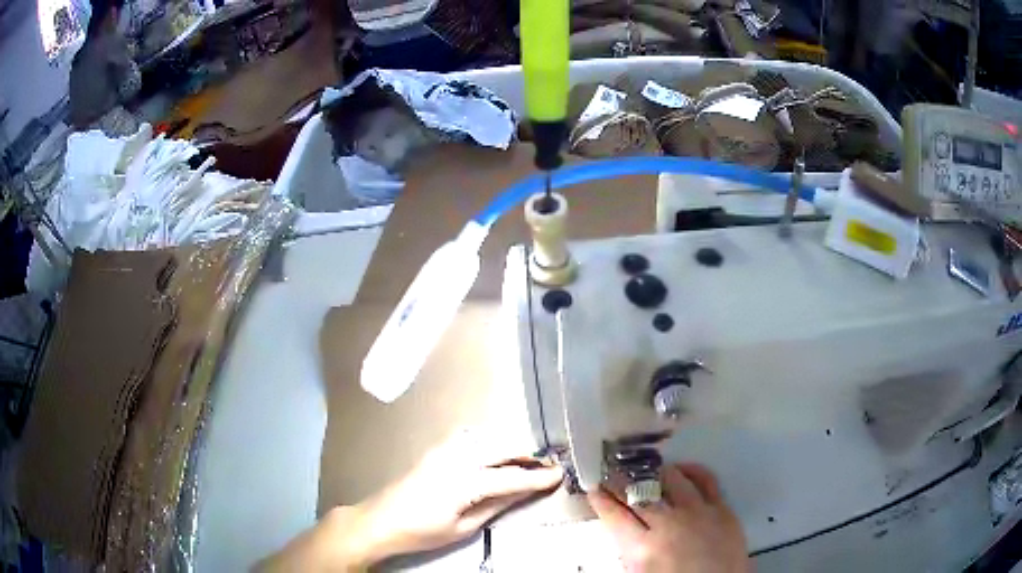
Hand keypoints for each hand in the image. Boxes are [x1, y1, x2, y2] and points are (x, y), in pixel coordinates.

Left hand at [258, 430, 563, 570]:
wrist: (380, 520)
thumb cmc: (421, 531)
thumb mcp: (463, 527)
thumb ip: (495, 505)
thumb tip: (524, 492)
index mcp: (464, 482)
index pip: (511, 476)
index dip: (538, 476)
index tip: (560, 474)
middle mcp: (456, 458)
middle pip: (502, 450)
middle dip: (529, 456)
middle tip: (550, 465)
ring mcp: (443, 450)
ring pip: (488, 440)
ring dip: (511, 448)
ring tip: (529, 461)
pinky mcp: (436, 450)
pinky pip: (472, 440)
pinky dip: (492, 444)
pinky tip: (497, 455)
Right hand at [588, 463, 748, 572]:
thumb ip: (630, 552)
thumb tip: (624, 530)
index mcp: (643, 550)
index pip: (615, 516)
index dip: (601, 499)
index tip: (594, 488)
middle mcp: (668, 525)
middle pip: (639, 494)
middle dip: (621, 480)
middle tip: (612, 472)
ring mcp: (698, 513)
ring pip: (671, 480)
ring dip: (653, 472)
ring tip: (644, 468)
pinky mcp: (722, 508)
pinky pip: (706, 480)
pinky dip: (691, 470)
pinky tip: (681, 469)